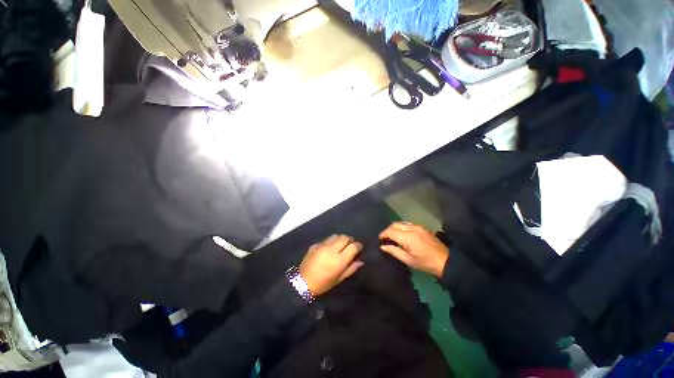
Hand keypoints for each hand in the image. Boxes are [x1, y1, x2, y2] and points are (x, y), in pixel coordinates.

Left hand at [299, 235, 363, 295]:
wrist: (303, 282)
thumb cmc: (323, 284)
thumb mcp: (339, 279)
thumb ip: (351, 269)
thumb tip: (360, 261)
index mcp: (339, 260)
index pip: (353, 246)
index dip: (358, 246)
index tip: (359, 248)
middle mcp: (332, 250)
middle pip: (345, 237)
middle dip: (350, 240)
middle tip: (350, 245)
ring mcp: (322, 246)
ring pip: (336, 236)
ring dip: (340, 239)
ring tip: (340, 245)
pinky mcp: (315, 244)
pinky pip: (326, 239)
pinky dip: (330, 242)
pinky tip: (329, 248)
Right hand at [379, 222, 448, 276]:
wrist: (445, 261)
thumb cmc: (425, 263)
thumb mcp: (408, 260)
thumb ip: (394, 251)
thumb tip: (382, 246)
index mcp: (407, 237)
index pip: (390, 231)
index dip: (383, 234)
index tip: (380, 239)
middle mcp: (411, 228)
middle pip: (394, 224)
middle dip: (388, 230)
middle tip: (385, 238)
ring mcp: (418, 226)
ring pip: (401, 222)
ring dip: (395, 227)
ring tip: (393, 236)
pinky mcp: (422, 227)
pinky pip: (408, 224)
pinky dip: (402, 227)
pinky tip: (402, 234)